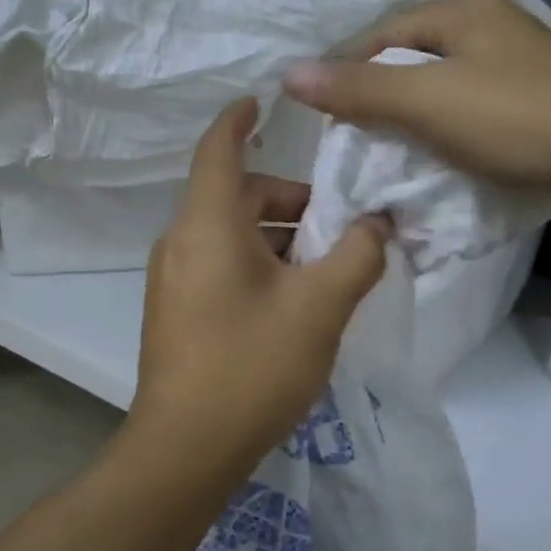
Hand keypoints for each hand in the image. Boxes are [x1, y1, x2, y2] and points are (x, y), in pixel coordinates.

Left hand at [130, 99, 390, 472]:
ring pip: (229, 233)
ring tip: (325, 267)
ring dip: (276, 237)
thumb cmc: (252, 365)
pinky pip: (218, 263)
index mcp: (207, 224)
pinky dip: (256, 262)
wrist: (186, 449)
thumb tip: (377, 223)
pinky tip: (292, 299)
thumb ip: (357, 254)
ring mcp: (173, 279)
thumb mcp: (320, 307)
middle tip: (338, 225)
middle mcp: (181, 241)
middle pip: (236, 194)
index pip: (218, 148)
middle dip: (288, 199)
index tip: (262, 100)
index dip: (239, 118)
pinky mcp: (175, 311)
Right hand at [282, 0, 550, 221]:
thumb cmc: (518, 119)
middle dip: (380, 99)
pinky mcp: (536, 102)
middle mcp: (490, 25)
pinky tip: (439, 158)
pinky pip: (472, 111)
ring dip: (415, 120)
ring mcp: (517, 64)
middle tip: (355, 141)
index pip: (381, 35)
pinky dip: (449, 133)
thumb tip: (289, 75)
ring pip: (443, 88)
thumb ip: (359, 88)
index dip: (347, 74)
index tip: (326, 119)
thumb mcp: (428, 101)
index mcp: (464, 10)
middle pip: (412, 60)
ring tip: (390, 155)